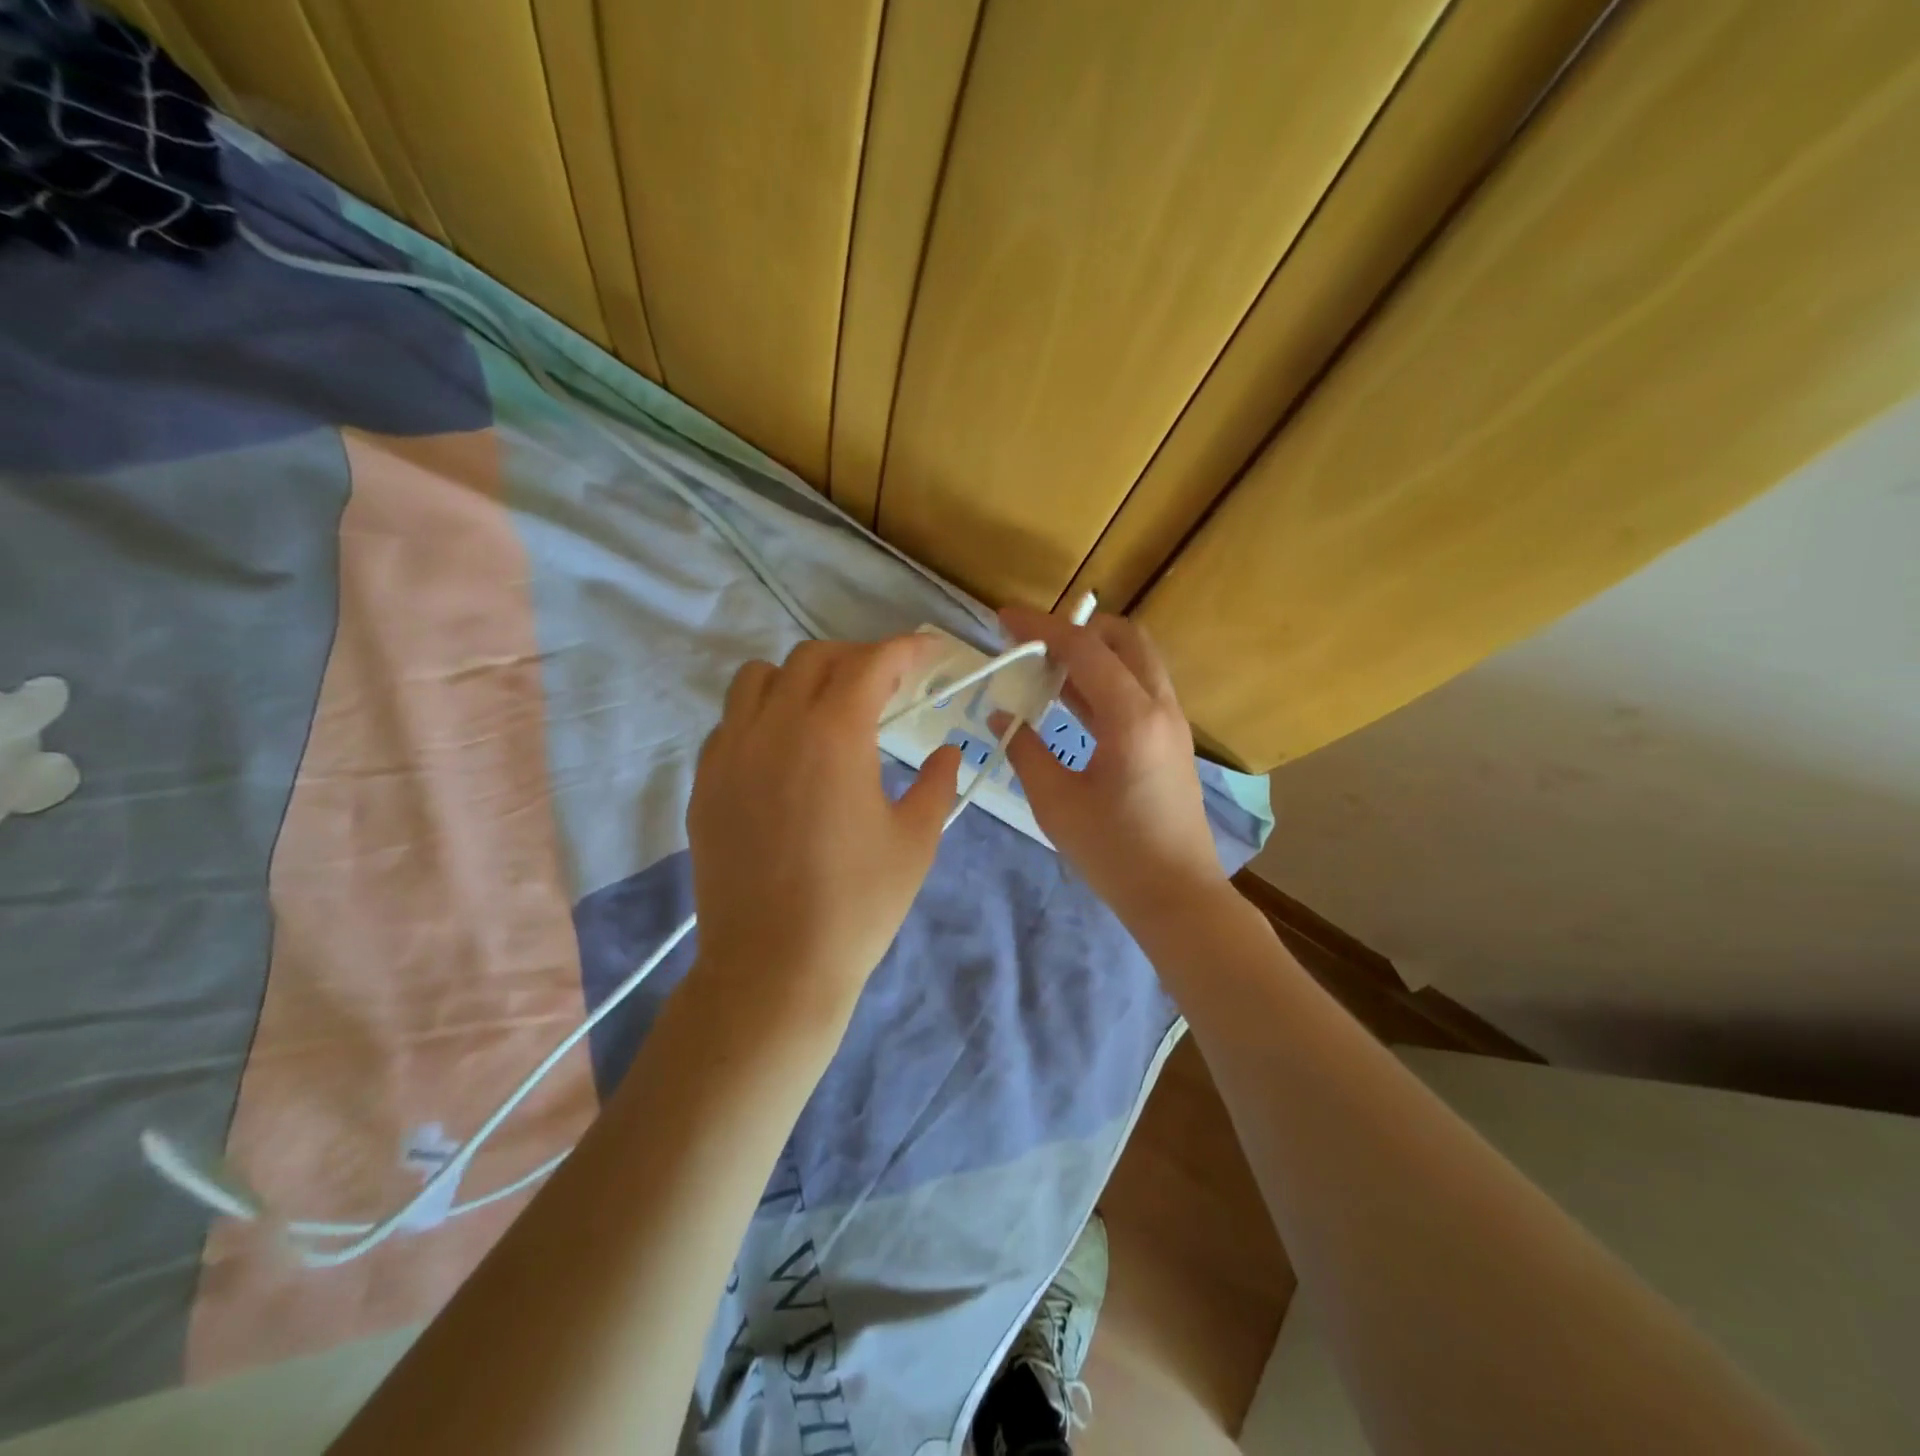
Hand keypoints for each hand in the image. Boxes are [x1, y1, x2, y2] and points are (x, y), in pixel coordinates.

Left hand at [688, 635, 961, 1009]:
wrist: (773, 968)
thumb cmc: (857, 905)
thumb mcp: (915, 842)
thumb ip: (937, 784)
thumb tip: (948, 752)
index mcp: (833, 734)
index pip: (871, 663)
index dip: (905, 649)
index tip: (928, 653)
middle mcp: (775, 727)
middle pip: (814, 659)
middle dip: (857, 659)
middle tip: (887, 688)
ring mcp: (731, 752)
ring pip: (758, 678)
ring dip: (800, 678)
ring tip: (827, 711)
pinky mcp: (705, 782)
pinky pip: (731, 722)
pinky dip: (763, 715)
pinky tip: (784, 753)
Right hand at [995, 606, 1225, 926]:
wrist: (1177, 895)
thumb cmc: (1113, 853)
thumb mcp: (1055, 802)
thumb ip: (1024, 750)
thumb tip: (1001, 716)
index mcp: (1131, 717)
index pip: (1083, 648)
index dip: (1040, 627)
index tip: (1003, 619)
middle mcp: (1160, 706)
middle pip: (1124, 637)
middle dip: (1076, 629)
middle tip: (1033, 646)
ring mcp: (1172, 722)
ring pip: (1135, 660)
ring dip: (1092, 654)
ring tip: (1044, 670)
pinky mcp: (1172, 739)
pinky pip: (1138, 688)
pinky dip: (1105, 680)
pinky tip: (1070, 701)